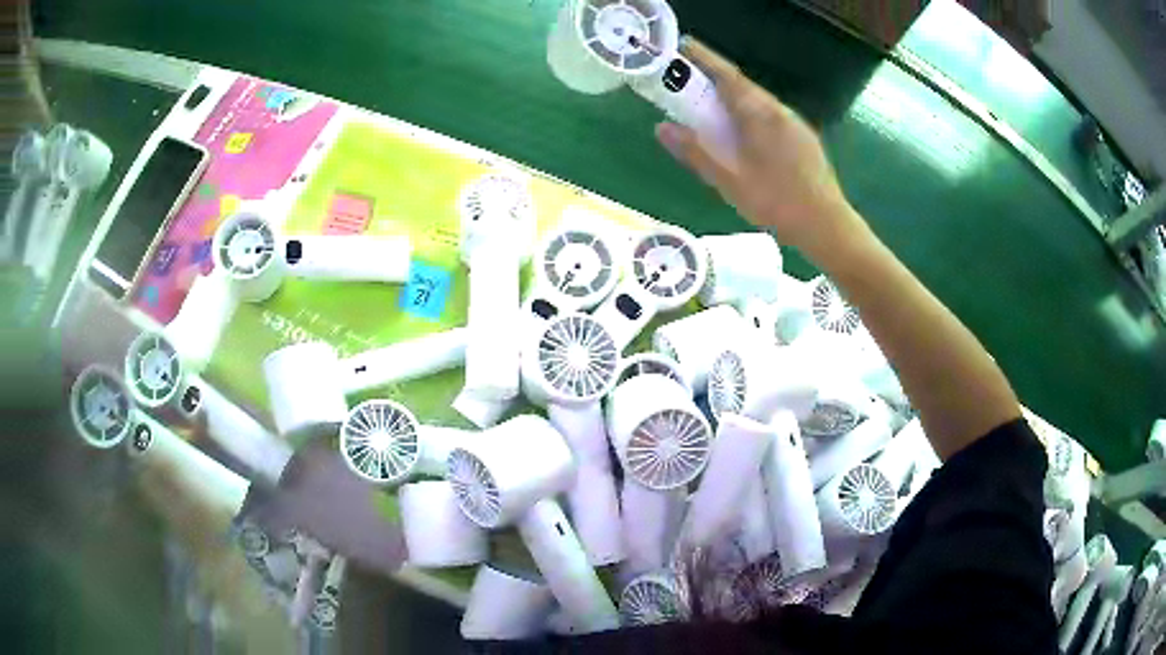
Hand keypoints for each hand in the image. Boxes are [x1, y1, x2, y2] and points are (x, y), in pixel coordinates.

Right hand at [656, 39, 861, 258]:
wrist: (827, 225)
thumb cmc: (776, 202)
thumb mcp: (728, 181)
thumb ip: (695, 152)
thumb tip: (662, 128)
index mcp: (759, 114)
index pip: (726, 75)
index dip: (703, 58)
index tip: (682, 47)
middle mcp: (779, 110)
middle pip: (742, 87)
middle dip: (714, 80)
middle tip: (689, 85)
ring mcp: (795, 123)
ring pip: (758, 102)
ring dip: (732, 100)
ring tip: (713, 113)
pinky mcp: (804, 138)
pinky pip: (771, 116)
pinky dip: (750, 115)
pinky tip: (745, 137)